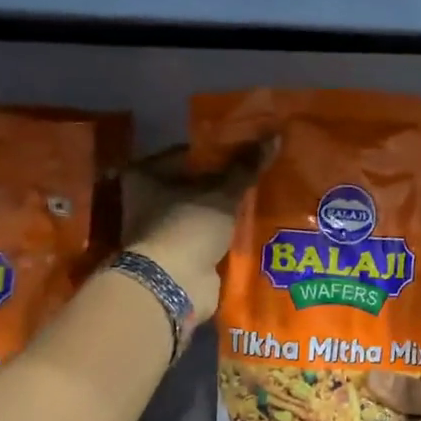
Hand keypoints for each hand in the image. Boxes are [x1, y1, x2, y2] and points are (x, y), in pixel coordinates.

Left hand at [122, 141, 267, 322]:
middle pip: (195, 183)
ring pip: (203, 211)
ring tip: (263, 195)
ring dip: (226, 209)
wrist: (173, 285)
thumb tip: (275, 136)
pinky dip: (225, 233)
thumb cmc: (188, 226)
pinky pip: (207, 236)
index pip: (188, 153)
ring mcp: (162, 230)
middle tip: (259, 171)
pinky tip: (254, 224)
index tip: (250, 148)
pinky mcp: (178, 255)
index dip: (220, 150)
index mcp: (145, 175)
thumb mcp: (222, 192)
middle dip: (225, 182)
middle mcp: (146, 200)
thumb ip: (246, 167)